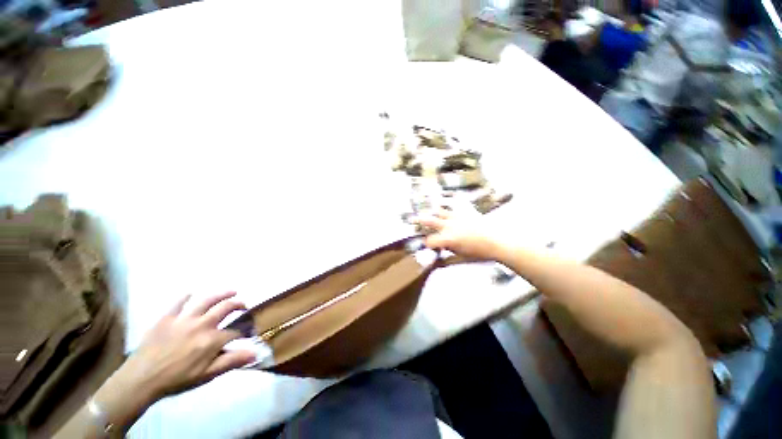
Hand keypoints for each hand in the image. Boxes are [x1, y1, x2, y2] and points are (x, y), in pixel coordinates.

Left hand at [118, 292, 255, 400]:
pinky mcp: (167, 317)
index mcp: (212, 340)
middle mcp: (202, 324)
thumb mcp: (207, 375)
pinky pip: (178, 303)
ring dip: (222, 294)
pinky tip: (191, 293)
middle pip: (226, 308)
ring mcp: (184, 319)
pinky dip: (186, 296)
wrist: (140, 380)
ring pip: (208, 300)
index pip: (236, 330)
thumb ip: (232, 361)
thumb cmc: (176, 380)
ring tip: (232, 291)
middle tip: (243, 305)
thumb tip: (255, 352)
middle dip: (238, 305)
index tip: (249, 331)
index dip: (245, 329)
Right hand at [414, 209, 500, 260]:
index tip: (425, 246)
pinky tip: (446, 210)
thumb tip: (435, 264)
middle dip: (419, 221)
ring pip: (440, 211)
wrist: (498, 242)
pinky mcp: (465, 213)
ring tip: (429, 214)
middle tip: (412, 220)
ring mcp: (457, 218)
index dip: (425, 244)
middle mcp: (449, 226)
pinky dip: (446, 210)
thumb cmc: (479, 254)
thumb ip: (446, 261)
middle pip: (430, 221)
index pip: (430, 240)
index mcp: (448, 239)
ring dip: (433, 213)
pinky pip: (452, 208)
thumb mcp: (461, 260)